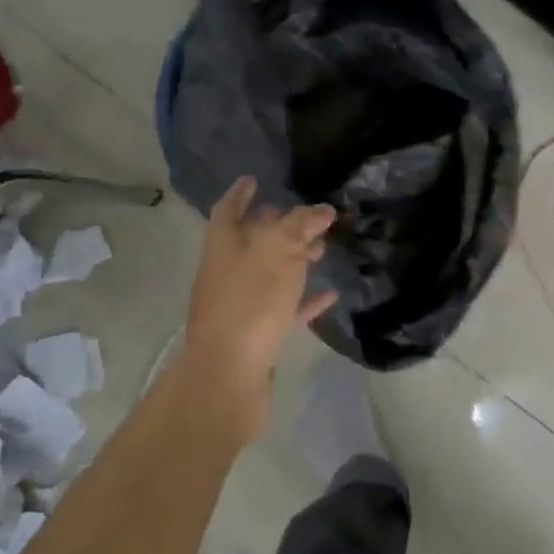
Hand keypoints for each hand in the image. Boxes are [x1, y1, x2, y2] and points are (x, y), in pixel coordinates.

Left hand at [175, 177, 337, 442]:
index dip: (241, 193)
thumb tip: (322, 209)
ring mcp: (240, 306)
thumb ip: (301, 225)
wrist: (229, 374)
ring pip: (270, 274)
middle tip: (306, 216)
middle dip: (277, 226)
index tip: (254, 179)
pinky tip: (330, 295)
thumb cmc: (250, 301)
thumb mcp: (279, 250)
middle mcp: (227, 272)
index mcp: (224, 246)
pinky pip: (284, 308)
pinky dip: (304, 299)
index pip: (229, 209)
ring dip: (295, 260)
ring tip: (323, 249)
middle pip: (252, 241)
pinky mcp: (257, 335)